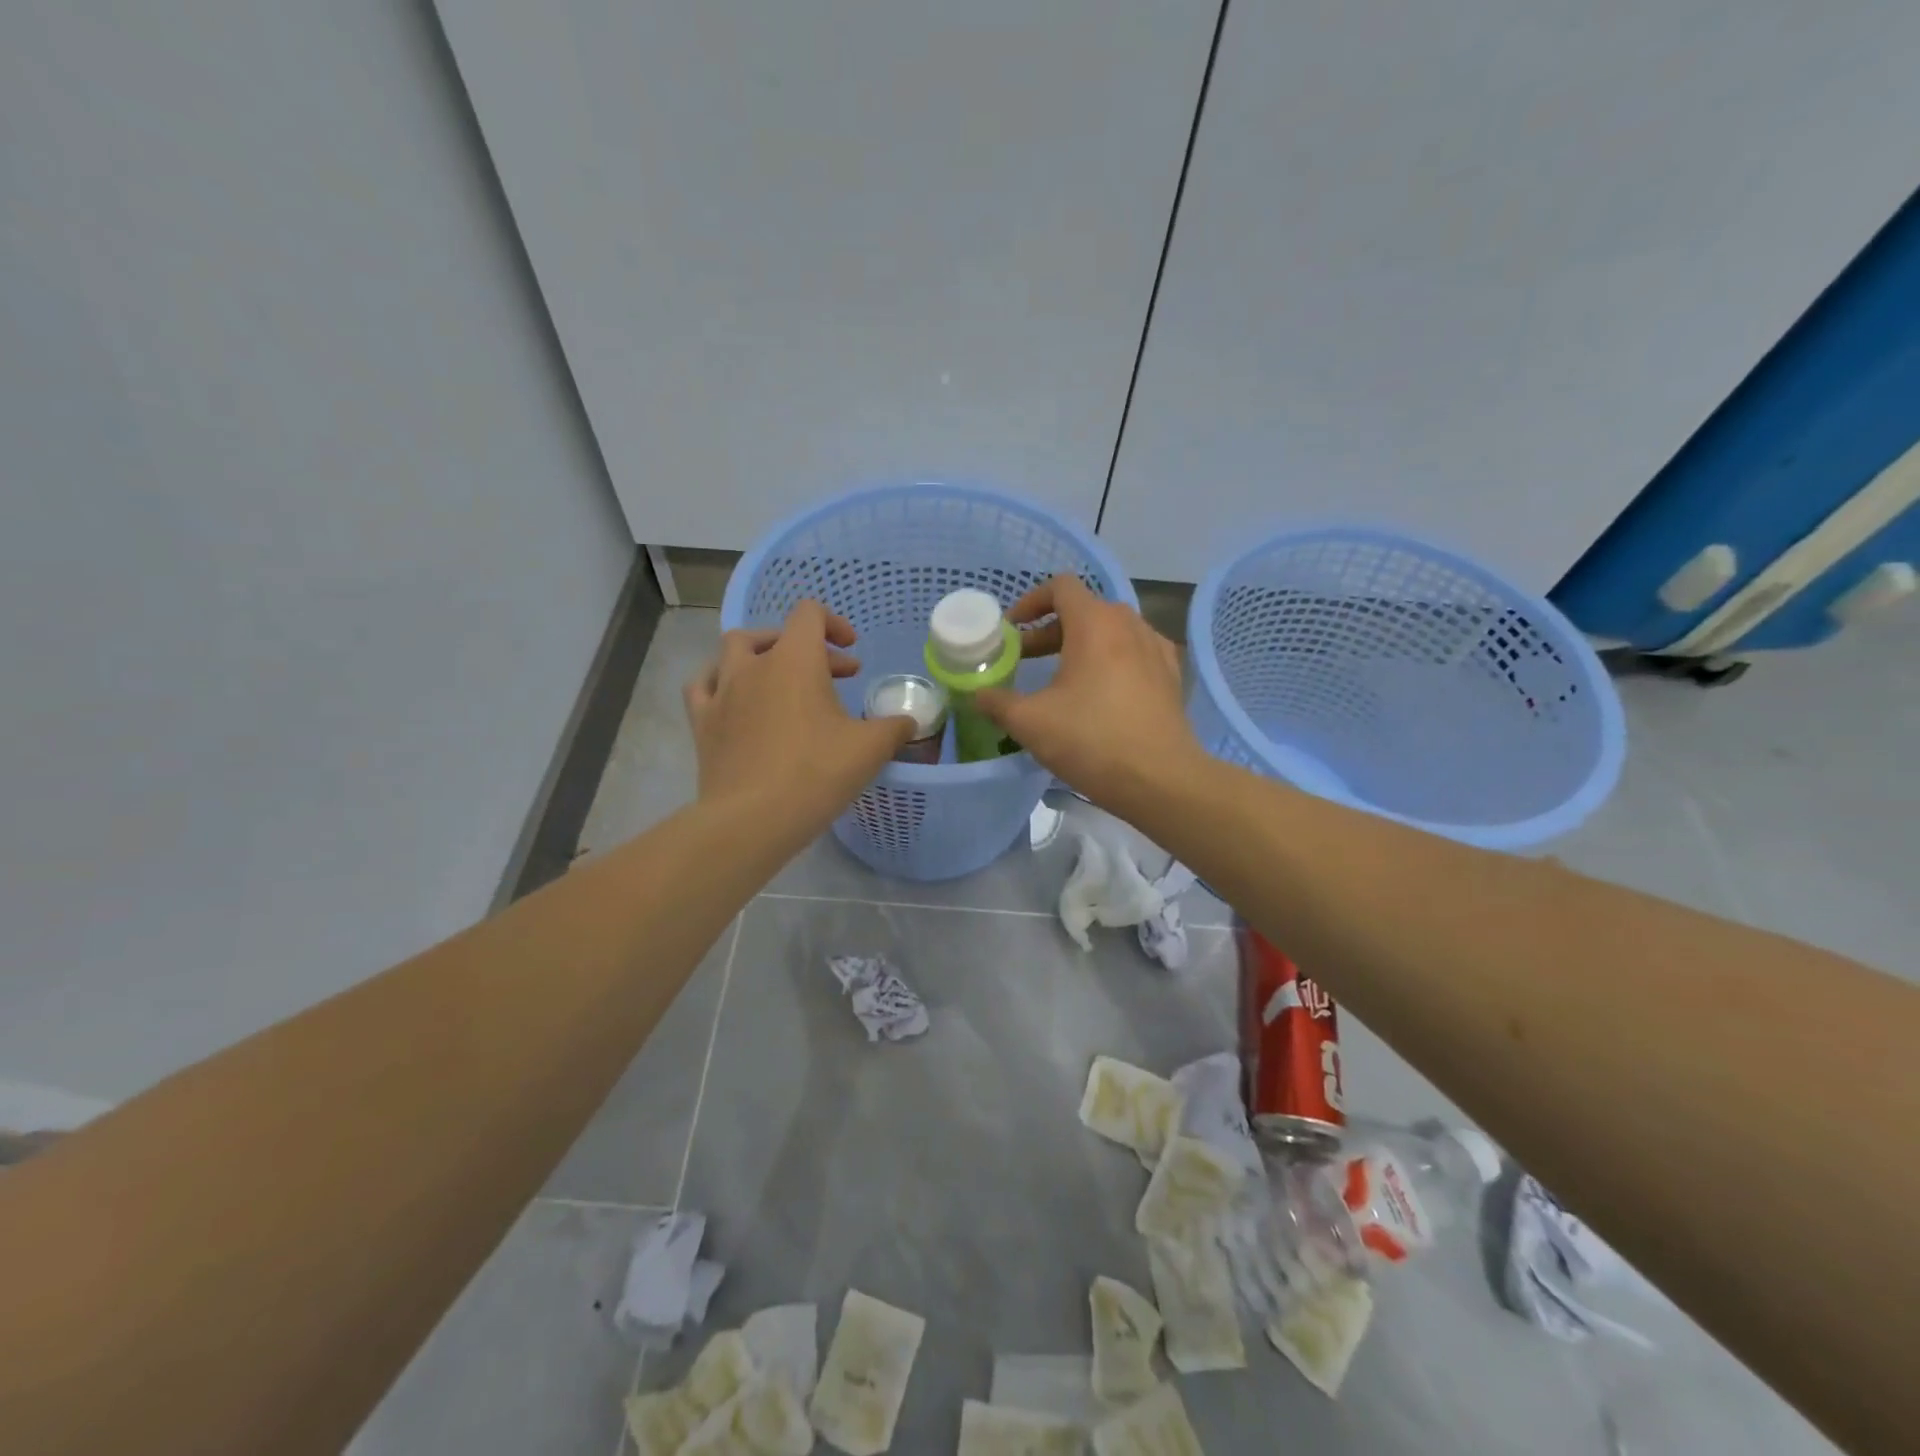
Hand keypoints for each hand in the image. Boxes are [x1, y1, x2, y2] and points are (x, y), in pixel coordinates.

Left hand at [684, 602, 913, 836]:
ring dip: (760, 655)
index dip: (834, 624)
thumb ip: (894, 728)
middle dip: (808, 648)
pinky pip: (703, 685)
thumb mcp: (870, 749)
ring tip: (779, 677)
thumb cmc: (816, 774)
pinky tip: (733, 698)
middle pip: (776, 634)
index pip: (809, 614)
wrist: (753, 819)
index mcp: (795, 660)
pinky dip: (720, 681)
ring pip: (733, 650)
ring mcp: (722, 691)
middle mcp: (754, 665)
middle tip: (835, 677)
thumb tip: (907, 722)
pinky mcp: (702, 721)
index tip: (852, 654)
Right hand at [975, 575, 1204, 810]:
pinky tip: (1101, 691)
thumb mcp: (1030, 723)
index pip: (1061, 587)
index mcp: (1095, 624)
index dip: (1030, 601)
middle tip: (1024, 659)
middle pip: (1084, 609)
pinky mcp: (1171, 675)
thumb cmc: (1091, 741)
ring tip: (1060, 677)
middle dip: (1049, 630)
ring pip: (1111, 631)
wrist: (1160, 780)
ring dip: (1080, 644)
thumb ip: (997, 702)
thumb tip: (979, 695)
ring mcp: (1156, 648)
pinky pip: (1134, 652)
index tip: (1012, 630)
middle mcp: (1129, 624)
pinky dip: (1111, 660)